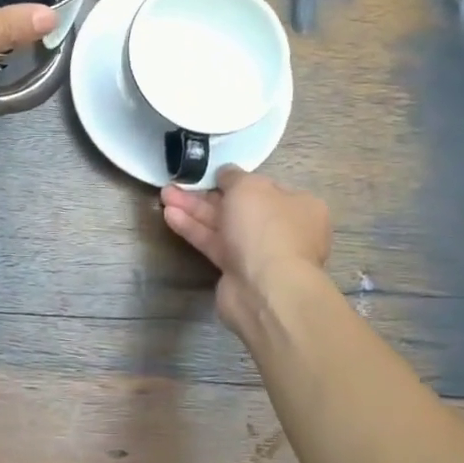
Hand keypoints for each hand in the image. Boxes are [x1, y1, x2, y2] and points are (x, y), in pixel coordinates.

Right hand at [161, 168, 332, 343]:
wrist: (265, 288)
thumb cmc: (265, 227)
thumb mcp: (249, 187)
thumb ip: (233, 176)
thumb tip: (226, 174)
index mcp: (299, 206)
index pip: (265, 188)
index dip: (236, 180)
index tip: (211, 175)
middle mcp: (282, 229)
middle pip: (239, 207)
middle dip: (206, 195)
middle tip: (179, 184)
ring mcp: (260, 252)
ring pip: (223, 226)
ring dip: (194, 210)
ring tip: (165, 195)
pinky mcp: (237, 271)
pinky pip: (214, 244)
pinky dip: (194, 230)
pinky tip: (170, 216)